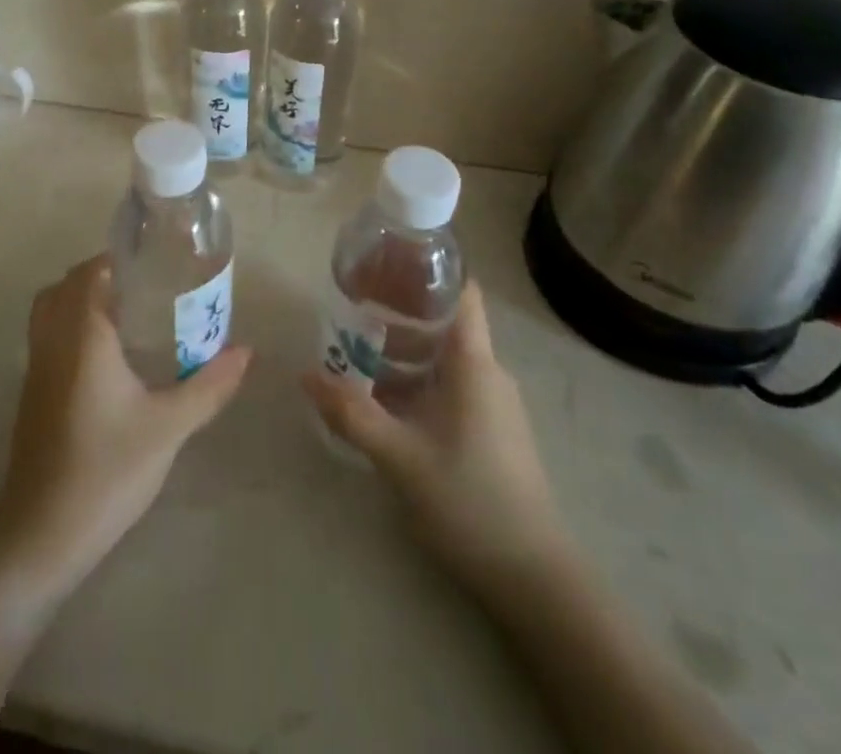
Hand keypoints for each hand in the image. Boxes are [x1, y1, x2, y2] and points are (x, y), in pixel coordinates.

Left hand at [0, 255, 250, 606]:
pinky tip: (107, 359)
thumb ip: (208, 385)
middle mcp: (52, 342)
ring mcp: (35, 369)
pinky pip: (47, 338)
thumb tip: (246, 352)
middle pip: (65, 287)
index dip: (115, 260)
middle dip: (99, 277)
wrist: (41, 535)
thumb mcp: (168, 427)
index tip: (151, 262)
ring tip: (128, 316)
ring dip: (80, 302)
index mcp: (82, 336)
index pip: (89, 273)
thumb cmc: (106, 470)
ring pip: (50, 312)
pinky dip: (70, 328)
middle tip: (143, 287)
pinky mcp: (31, 395)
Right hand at [305, 281, 562, 584]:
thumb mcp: (400, 456)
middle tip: (353, 308)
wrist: (534, 578)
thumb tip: (306, 376)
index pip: (461, 292)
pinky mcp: (491, 429)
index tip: (386, 262)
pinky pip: (450, 385)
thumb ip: (351, 413)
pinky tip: (386, 399)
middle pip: (445, 322)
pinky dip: (418, 379)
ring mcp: (493, 403)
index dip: (427, 270)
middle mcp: (488, 373)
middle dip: (400, 311)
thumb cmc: (469, 500)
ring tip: (358, 352)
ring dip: (404, 351)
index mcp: (474, 363)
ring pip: (445, 357)